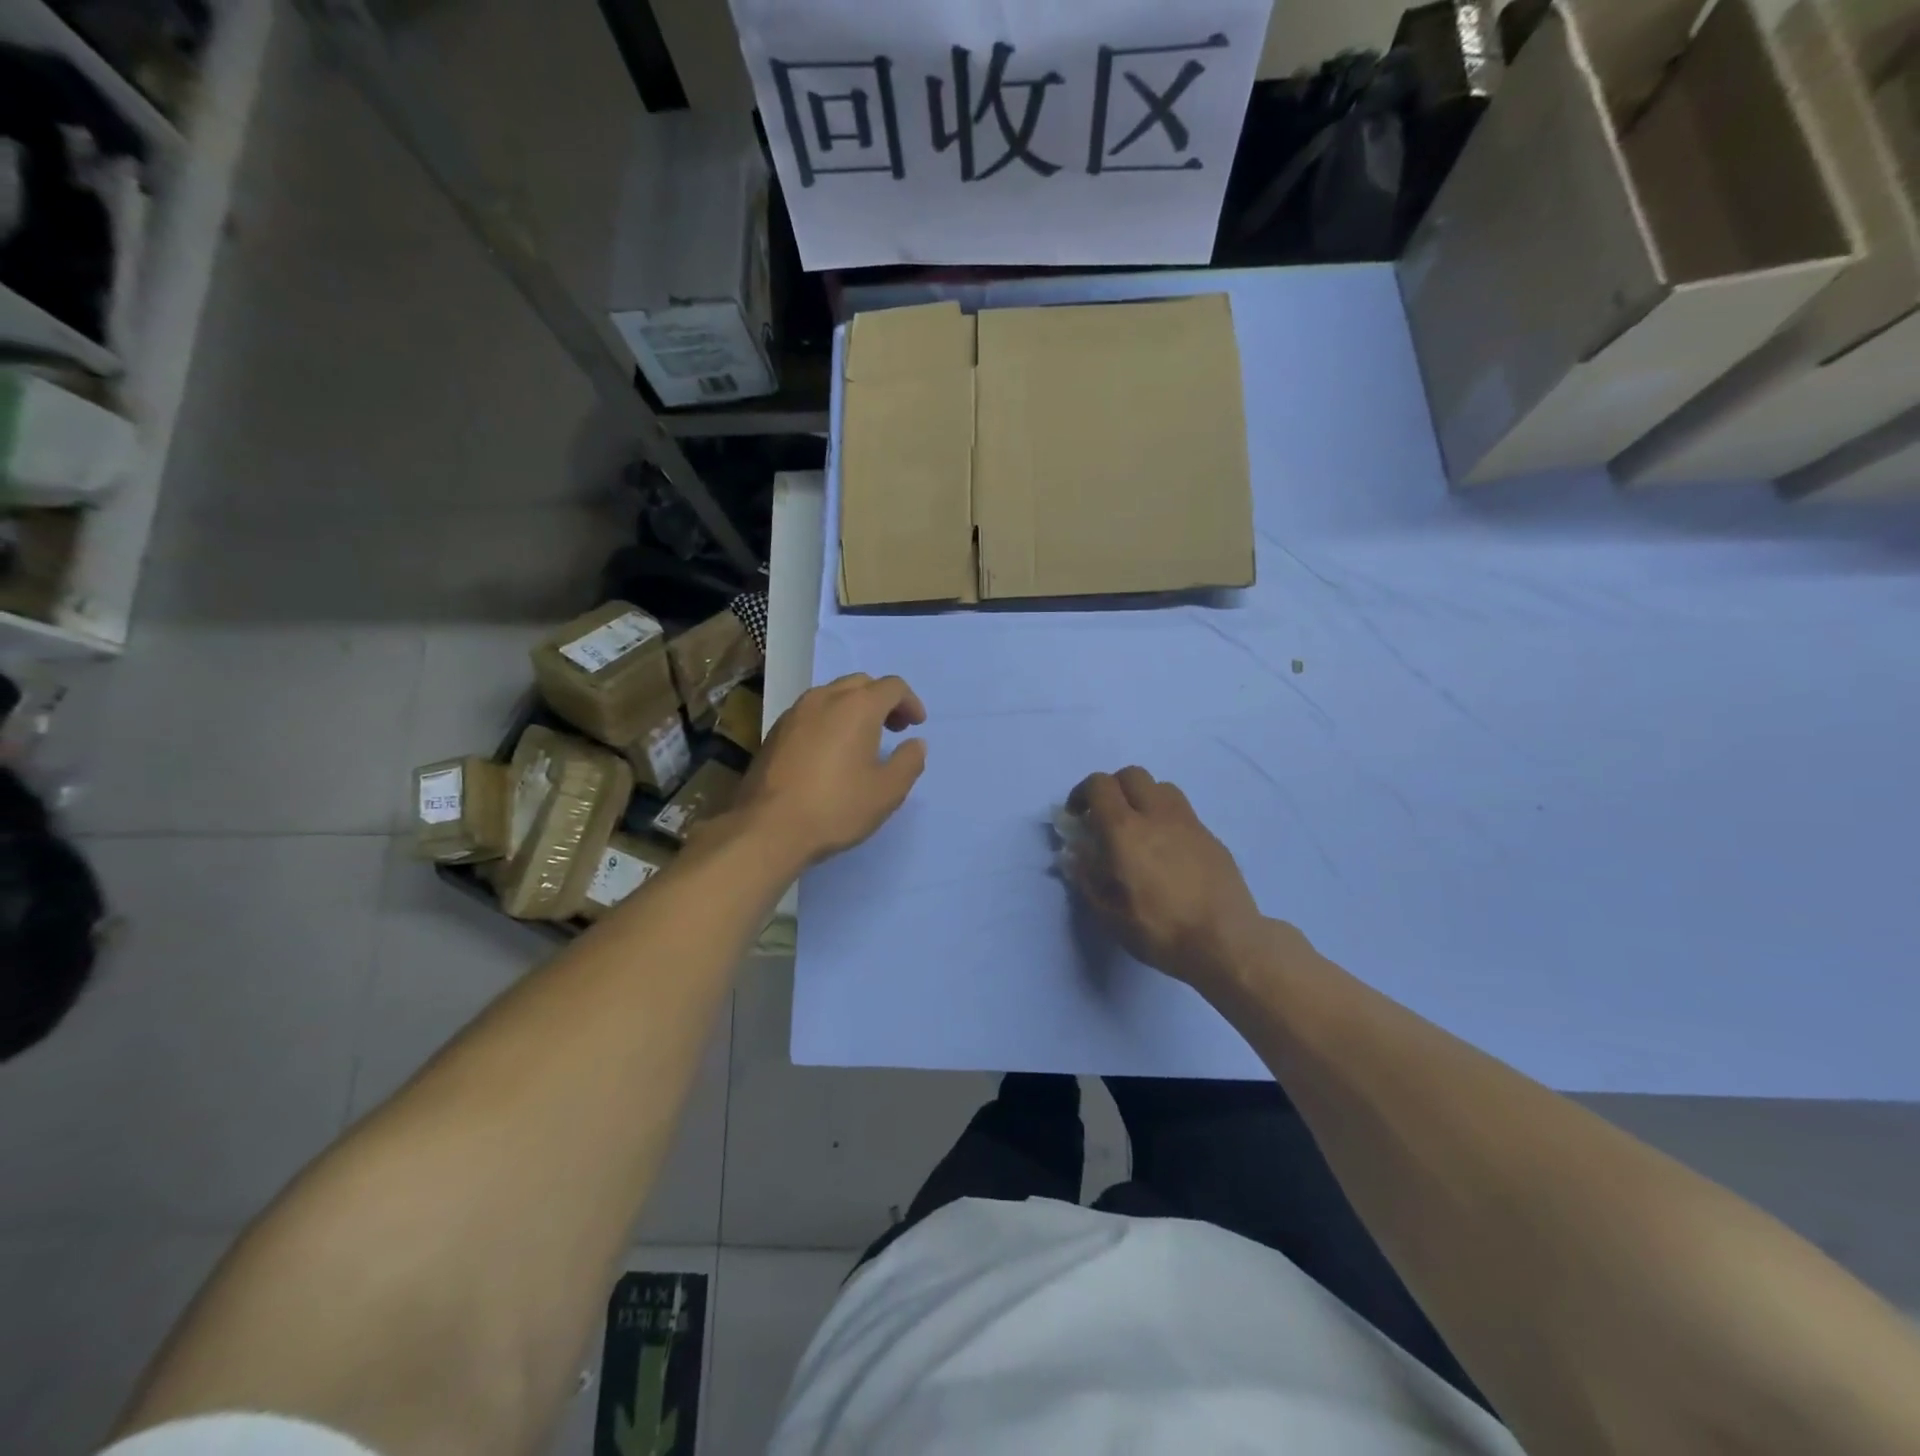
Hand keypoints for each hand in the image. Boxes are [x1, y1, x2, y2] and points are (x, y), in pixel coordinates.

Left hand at [738, 674, 927, 867]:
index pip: (892, 687)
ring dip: (854, 707)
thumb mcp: (887, 791)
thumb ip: (909, 762)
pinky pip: (811, 712)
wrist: (768, 828)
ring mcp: (795, 713)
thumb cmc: (836, 807)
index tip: (916, 726)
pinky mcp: (775, 731)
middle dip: (882, 700)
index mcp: (857, 707)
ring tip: (862, 739)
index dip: (910, 702)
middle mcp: (825, 698)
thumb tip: (915, 744)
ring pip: (832, 694)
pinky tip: (830, 751)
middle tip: (894, 729)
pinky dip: (830, 719)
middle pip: (861, 683)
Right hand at [1062, 767, 1266, 991]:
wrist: (1227, 943)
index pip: (1099, 785)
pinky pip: (1182, 811)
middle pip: (1131, 775)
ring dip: (1142, 797)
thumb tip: (1076, 856)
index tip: (1077, 816)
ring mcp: (1189, 823)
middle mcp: (1156, 815)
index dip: (1082, 793)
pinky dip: (1166, 819)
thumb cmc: (1161, 931)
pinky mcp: (1211, 836)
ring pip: (1161, 787)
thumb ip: (1087, 879)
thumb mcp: (1110, 915)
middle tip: (1106, 817)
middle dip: (1113, 788)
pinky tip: (1168, 851)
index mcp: (1125, 831)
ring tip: (1139, 828)